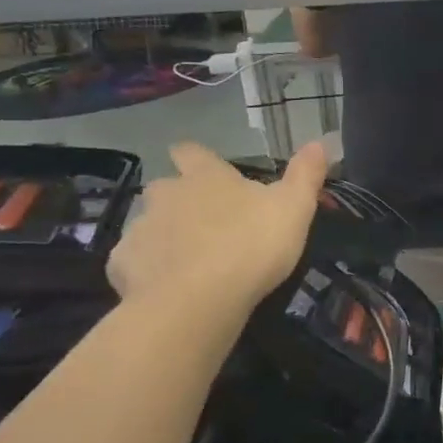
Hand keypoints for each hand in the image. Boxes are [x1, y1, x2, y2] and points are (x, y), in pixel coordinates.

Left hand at [108, 142, 325, 311]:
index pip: (191, 151)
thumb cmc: (251, 245)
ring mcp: (141, 228)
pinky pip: (134, 262)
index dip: (196, 158)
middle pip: (164, 188)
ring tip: (187, 262)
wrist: (199, 300)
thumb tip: (319, 141)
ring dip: (164, 237)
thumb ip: (305, 175)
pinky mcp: (123, 264)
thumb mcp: (294, 208)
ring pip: (149, 225)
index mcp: (205, 177)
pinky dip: (147, 271)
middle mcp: (166, 194)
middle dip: (178, 201)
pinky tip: (164, 288)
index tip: (203, 170)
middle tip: (203, 225)